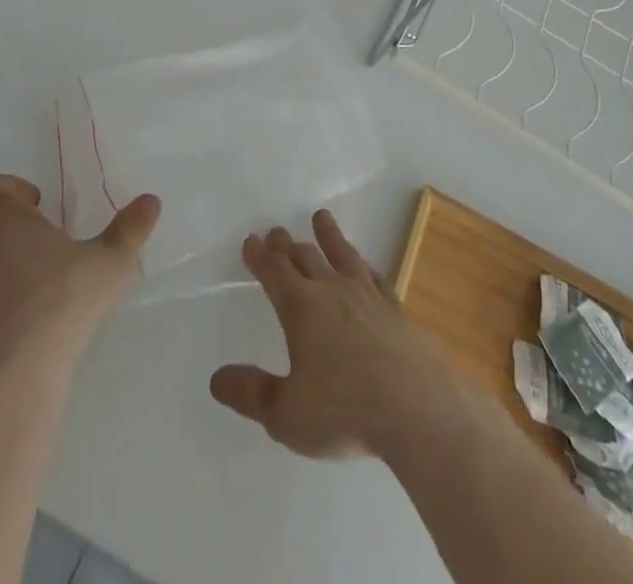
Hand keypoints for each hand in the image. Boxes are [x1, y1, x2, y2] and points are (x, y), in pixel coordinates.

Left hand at [0, 172, 159, 384]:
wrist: (18, 374)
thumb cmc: (66, 301)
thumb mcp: (111, 262)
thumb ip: (130, 228)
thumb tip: (151, 200)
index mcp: (7, 222)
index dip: (5, 188)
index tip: (35, 206)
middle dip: (0, 233)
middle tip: (34, 253)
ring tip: (11, 293)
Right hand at [209, 210, 458, 460]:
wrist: (415, 410)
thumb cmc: (343, 412)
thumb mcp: (286, 415)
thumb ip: (251, 394)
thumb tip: (217, 378)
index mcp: (301, 308)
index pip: (274, 272)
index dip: (260, 256)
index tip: (251, 241)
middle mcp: (332, 290)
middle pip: (305, 257)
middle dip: (287, 245)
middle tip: (276, 232)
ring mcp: (367, 296)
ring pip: (342, 255)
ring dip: (328, 236)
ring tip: (321, 217)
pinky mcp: (395, 310)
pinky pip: (374, 276)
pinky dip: (364, 265)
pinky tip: (364, 266)